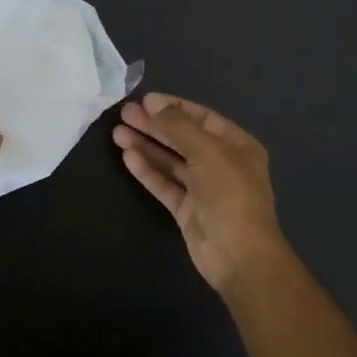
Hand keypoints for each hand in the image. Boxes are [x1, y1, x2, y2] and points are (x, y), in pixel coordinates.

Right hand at [113, 92, 291, 295]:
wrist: (239, 256)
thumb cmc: (230, 194)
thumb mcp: (207, 151)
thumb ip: (178, 126)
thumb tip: (154, 105)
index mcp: (237, 145)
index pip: (202, 118)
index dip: (174, 107)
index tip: (145, 101)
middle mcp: (222, 164)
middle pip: (183, 138)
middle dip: (155, 125)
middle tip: (125, 114)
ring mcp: (204, 188)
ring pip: (171, 161)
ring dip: (146, 146)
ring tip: (118, 132)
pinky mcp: (187, 210)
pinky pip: (165, 184)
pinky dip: (147, 170)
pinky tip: (127, 156)